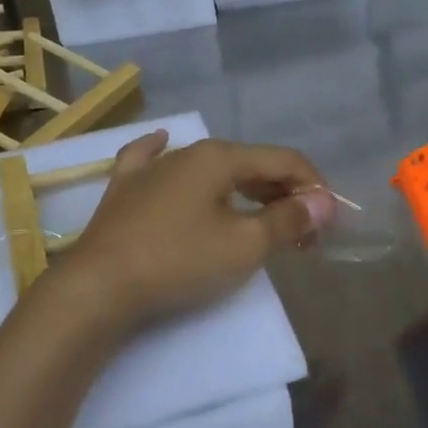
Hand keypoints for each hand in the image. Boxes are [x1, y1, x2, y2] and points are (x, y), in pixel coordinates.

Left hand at [54, 132, 337, 337]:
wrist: (99, 286)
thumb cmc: (179, 261)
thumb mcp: (244, 245)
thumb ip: (288, 220)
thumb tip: (323, 202)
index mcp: (220, 158)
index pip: (283, 161)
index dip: (313, 188)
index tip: (328, 225)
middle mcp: (187, 151)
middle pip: (250, 164)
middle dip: (283, 195)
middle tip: (302, 235)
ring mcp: (151, 168)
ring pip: (209, 168)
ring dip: (244, 189)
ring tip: (261, 216)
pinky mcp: (124, 189)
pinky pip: (150, 160)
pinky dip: (164, 152)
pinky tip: (164, 141)